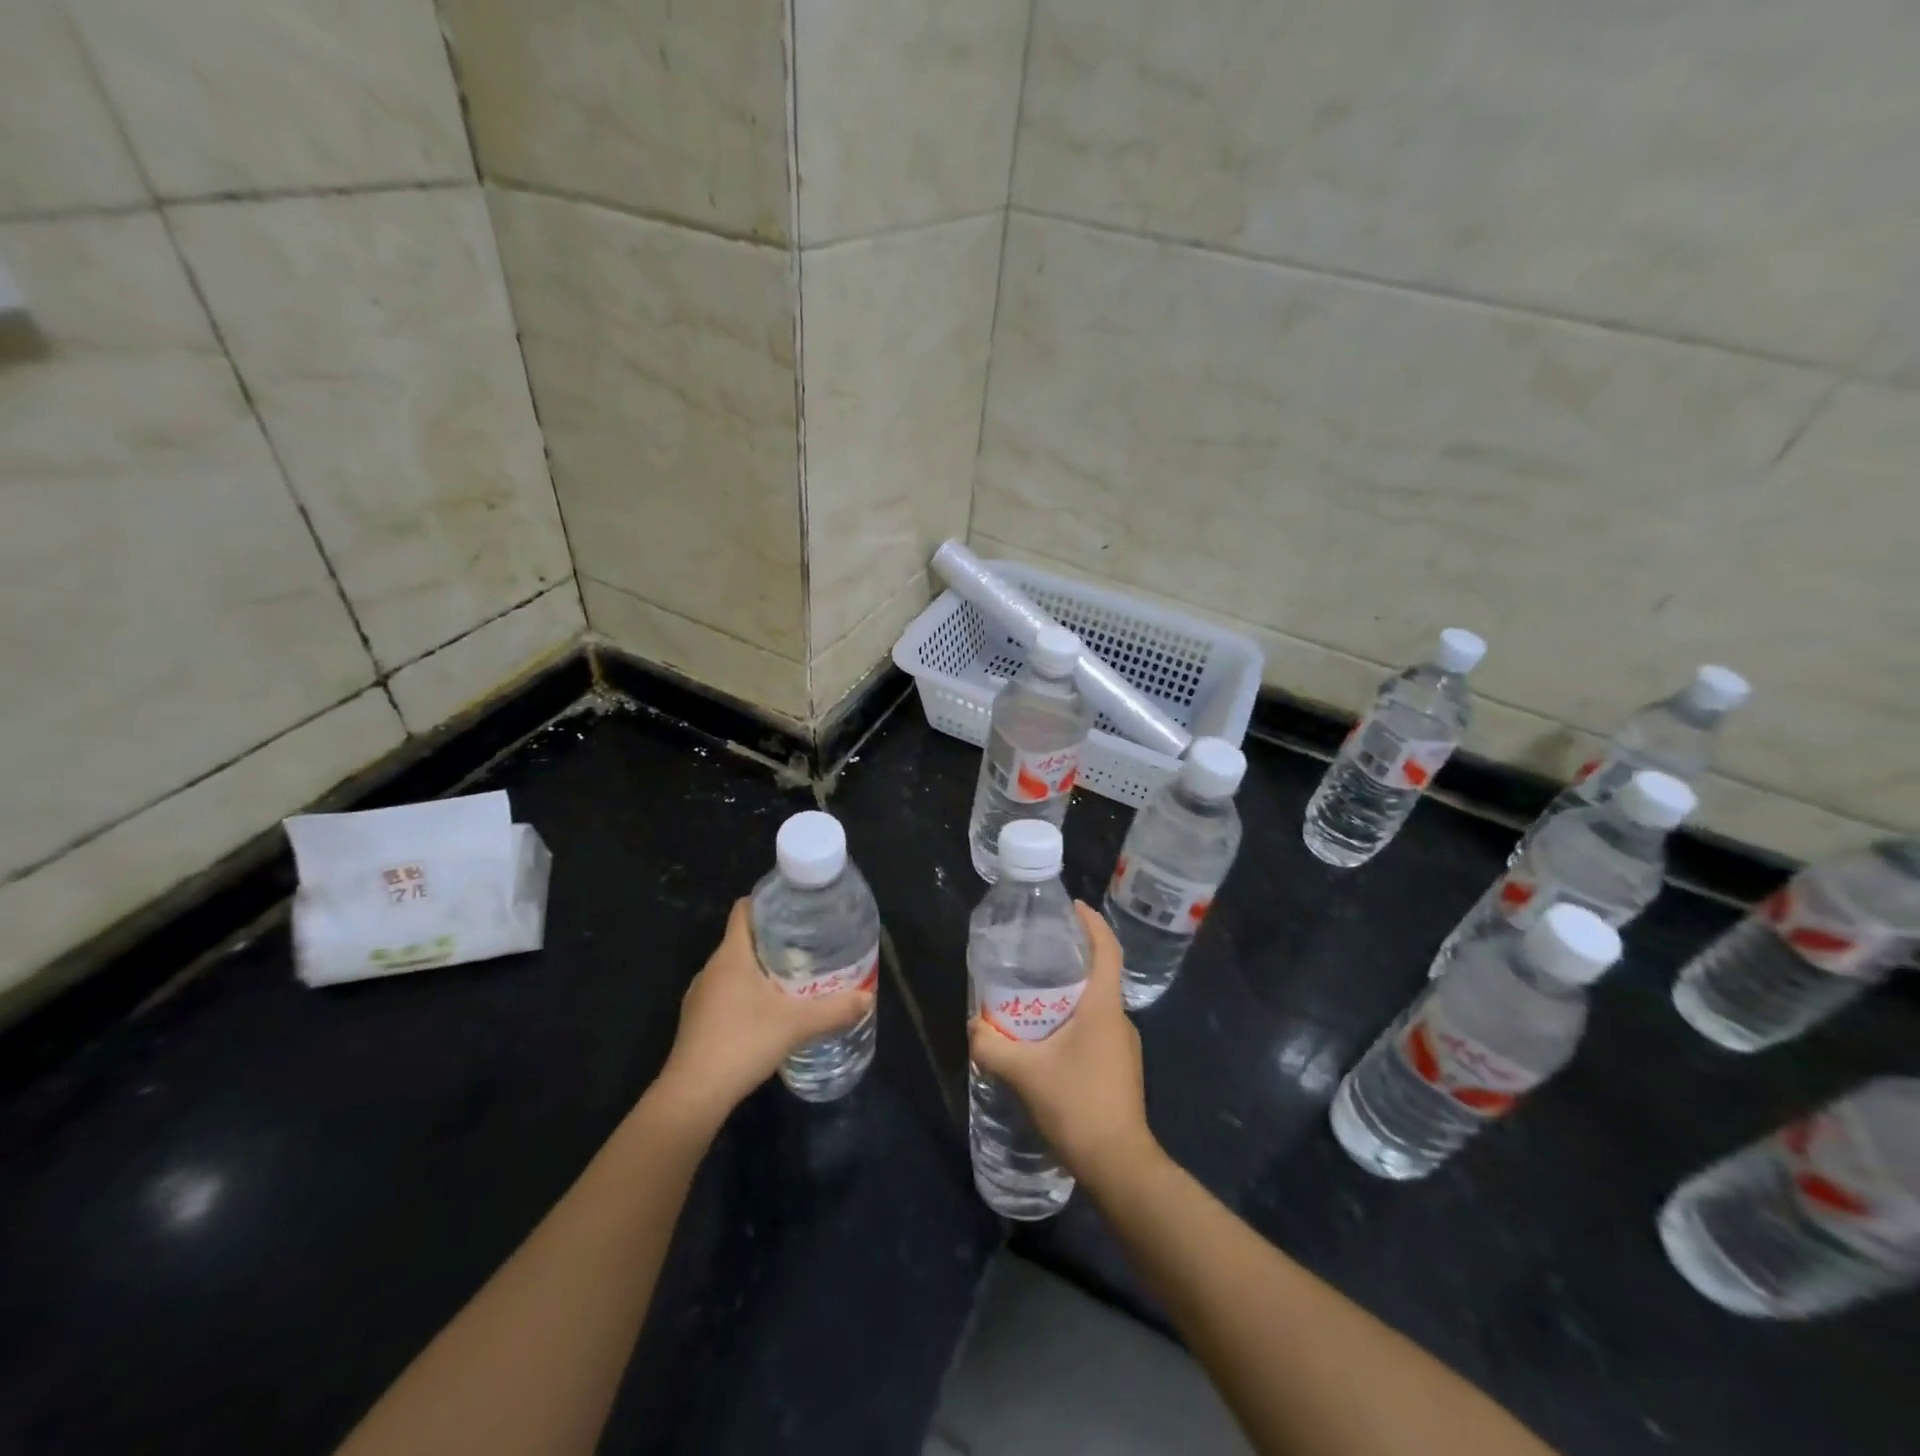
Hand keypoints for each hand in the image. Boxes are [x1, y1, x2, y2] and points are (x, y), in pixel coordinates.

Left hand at [655, 899, 874, 1126]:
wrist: (693, 1095)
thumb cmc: (742, 1043)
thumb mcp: (796, 1025)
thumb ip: (834, 1010)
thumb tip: (867, 997)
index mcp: (731, 955)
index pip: (744, 910)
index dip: (769, 902)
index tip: (797, 908)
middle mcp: (712, 969)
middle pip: (743, 939)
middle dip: (774, 939)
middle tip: (809, 945)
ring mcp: (700, 996)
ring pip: (735, 969)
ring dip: (761, 969)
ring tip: (794, 977)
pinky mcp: (697, 1021)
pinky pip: (726, 993)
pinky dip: (747, 994)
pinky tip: (769, 1013)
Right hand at [968, 903, 1157, 1184]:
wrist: (1119, 1166)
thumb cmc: (1077, 1106)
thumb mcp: (1025, 1073)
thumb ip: (993, 1047)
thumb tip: (973, 1027)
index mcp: (1104, 1008)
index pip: (1107, 950)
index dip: (1093, 924)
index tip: (1074, 907)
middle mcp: (1120, 1020)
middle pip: (1100, 977)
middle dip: (1072, 961)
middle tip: (1037, 956)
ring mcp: (1124, 1048)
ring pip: (1096, 1008)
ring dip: (1070, 997)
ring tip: (1034, 998)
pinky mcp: (1120, 1070)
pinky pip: (1096, 1031)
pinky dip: (1074, 1023)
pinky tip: (1048, 1041)